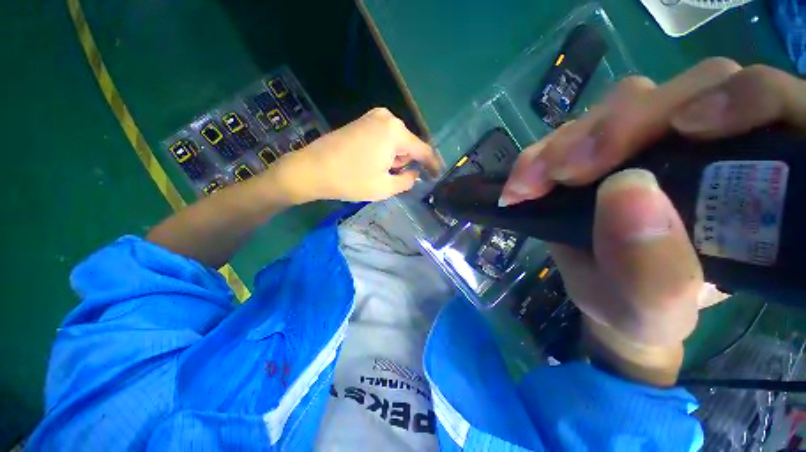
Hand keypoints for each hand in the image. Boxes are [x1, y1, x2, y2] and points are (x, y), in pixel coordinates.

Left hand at [271, 108, 440, 203]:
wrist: (311, 169)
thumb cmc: (350, 180)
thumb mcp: (384, 188)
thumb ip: (406, 181)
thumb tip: (414, 174)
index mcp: (395, 133)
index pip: (423, 150)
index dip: (432, 164)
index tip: (437, 175)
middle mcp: (387, 118)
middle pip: (409, 144)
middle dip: (407, 162)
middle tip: (395, 179)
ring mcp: (373, 117)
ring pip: (396, 142)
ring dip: (395, 158)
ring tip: (379, 172)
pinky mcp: (363, 121)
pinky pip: (384, 137)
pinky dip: (385, 152)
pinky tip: (372, 163)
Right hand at [500, 59, 805, 383]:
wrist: (606, 302)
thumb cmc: (639, 310)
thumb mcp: (653, 306)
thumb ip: (659, 266)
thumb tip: (630, 197)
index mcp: (742, 179)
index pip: (759, 101)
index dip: (733, 101)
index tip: (680, 136)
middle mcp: (695, 146)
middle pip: (670, 94)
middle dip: (613, 127)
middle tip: (560, 172)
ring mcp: (639, 147)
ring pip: (611, 110)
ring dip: (565, 143)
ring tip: (531, 181)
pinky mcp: (590, 161)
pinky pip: (568, 137)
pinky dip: (544, 153)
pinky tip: (525, 179)